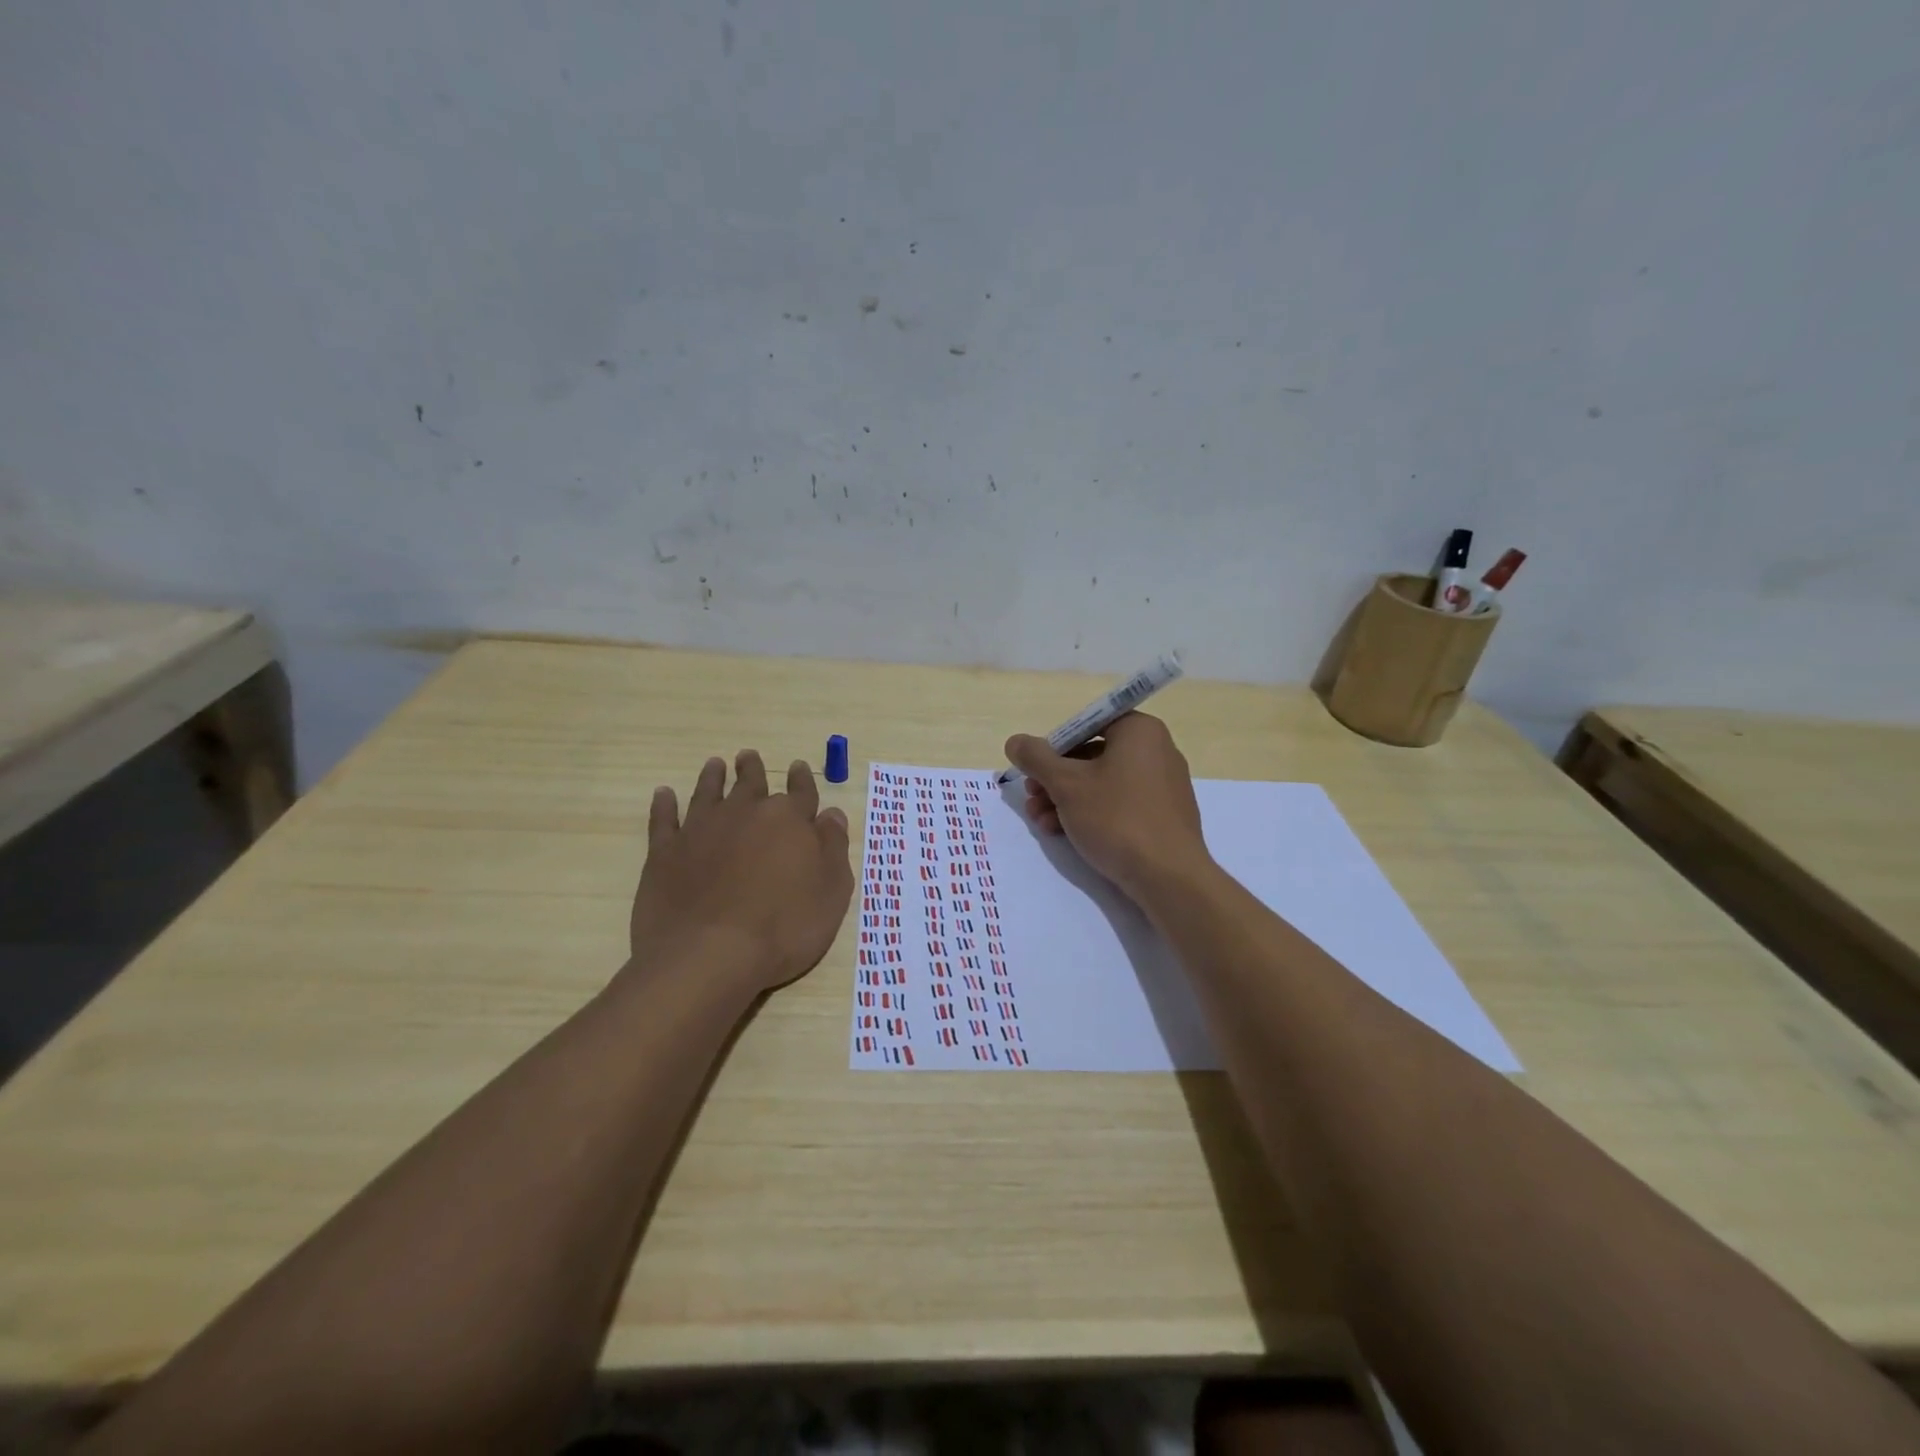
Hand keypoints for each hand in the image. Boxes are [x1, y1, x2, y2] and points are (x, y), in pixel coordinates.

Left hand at [630, 750, 853, 993]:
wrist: (710, 955)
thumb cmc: (784, 928)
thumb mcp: (832, 892)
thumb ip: (833, 848)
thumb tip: (832, 814)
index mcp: (788, 820)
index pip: (800, 792)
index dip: (801, 780)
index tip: (796, 767)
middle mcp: (745, 814)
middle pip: (751, 784)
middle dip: (752, 770)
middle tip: (748, 757)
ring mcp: (700, 830)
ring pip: (708, 792)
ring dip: (712, 777)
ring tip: (714, 765)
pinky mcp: (665, 852)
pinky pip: (663, 819)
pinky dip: (664, 805)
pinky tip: (664, 794)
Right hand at [1006, 712, 1212, 902]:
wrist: (1169, 877)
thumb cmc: (1116, 818)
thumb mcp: (1066, 785)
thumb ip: (1036, 758)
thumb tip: (1015, 741)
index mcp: (1139, 731)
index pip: (1086, 724)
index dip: (1054, 746)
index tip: (1034, 770)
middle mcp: (1156, 750)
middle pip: (1091, 755)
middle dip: (1055, 778)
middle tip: (1031, 797)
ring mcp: (1162, 784)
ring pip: (1102, 783)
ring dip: (1065, 799)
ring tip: (1041, 822)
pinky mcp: (1163, 815)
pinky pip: (1119, 804)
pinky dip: (1091, 813)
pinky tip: (1064, 833)